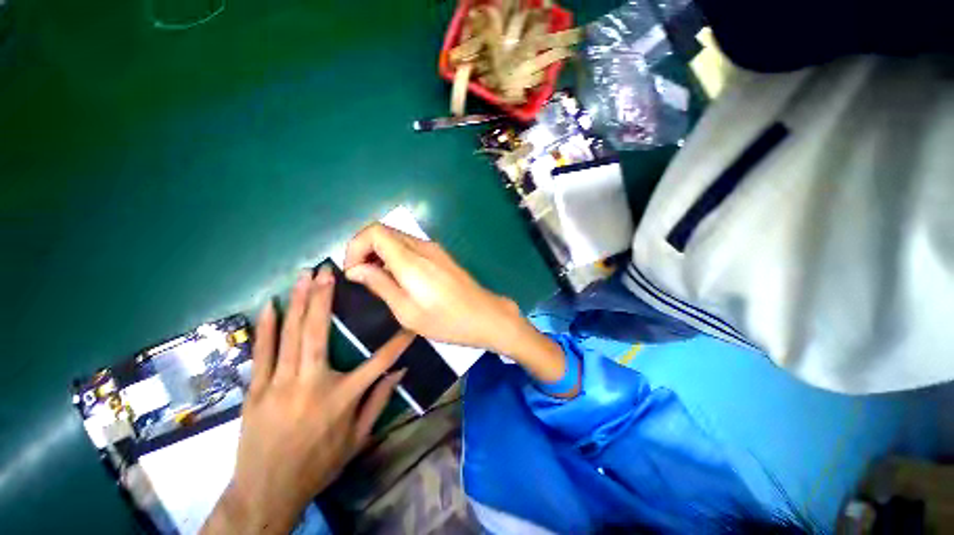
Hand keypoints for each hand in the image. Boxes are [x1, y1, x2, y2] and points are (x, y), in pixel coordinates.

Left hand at [201, 267, 411, 534]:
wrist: (267, 493)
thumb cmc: (318, 465)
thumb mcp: (357, 439)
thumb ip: (379, 401)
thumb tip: (401, 371)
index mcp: (341, 397)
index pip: (379, 361)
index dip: (398, 341)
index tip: (409, 321)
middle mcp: (311, 383)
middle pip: (319, 332)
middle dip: (325, 297)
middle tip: (328, 271)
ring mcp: (279, 384)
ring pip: (290, 335)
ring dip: (298, 302)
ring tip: (304, 276)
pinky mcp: (256, 389)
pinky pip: (262, 352)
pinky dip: (266, 327)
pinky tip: (270, 305)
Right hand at [343, 223, 570, 385]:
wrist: (486, 316)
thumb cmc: (447, 321)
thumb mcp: (407, 311)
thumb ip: (380, 285)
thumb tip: (356, 270)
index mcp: (411, 260)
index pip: (374, 231)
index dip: (355, 246)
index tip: (354, 272)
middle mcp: (423, 247)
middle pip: (384, 231)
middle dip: (365, 249)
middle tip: (363, 278)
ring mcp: (435, 249)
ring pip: (397, 238)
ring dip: (381, 253)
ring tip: (380, 281)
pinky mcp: (441, 255)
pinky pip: (411, 247)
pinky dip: (397, 256)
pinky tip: (400, 279)